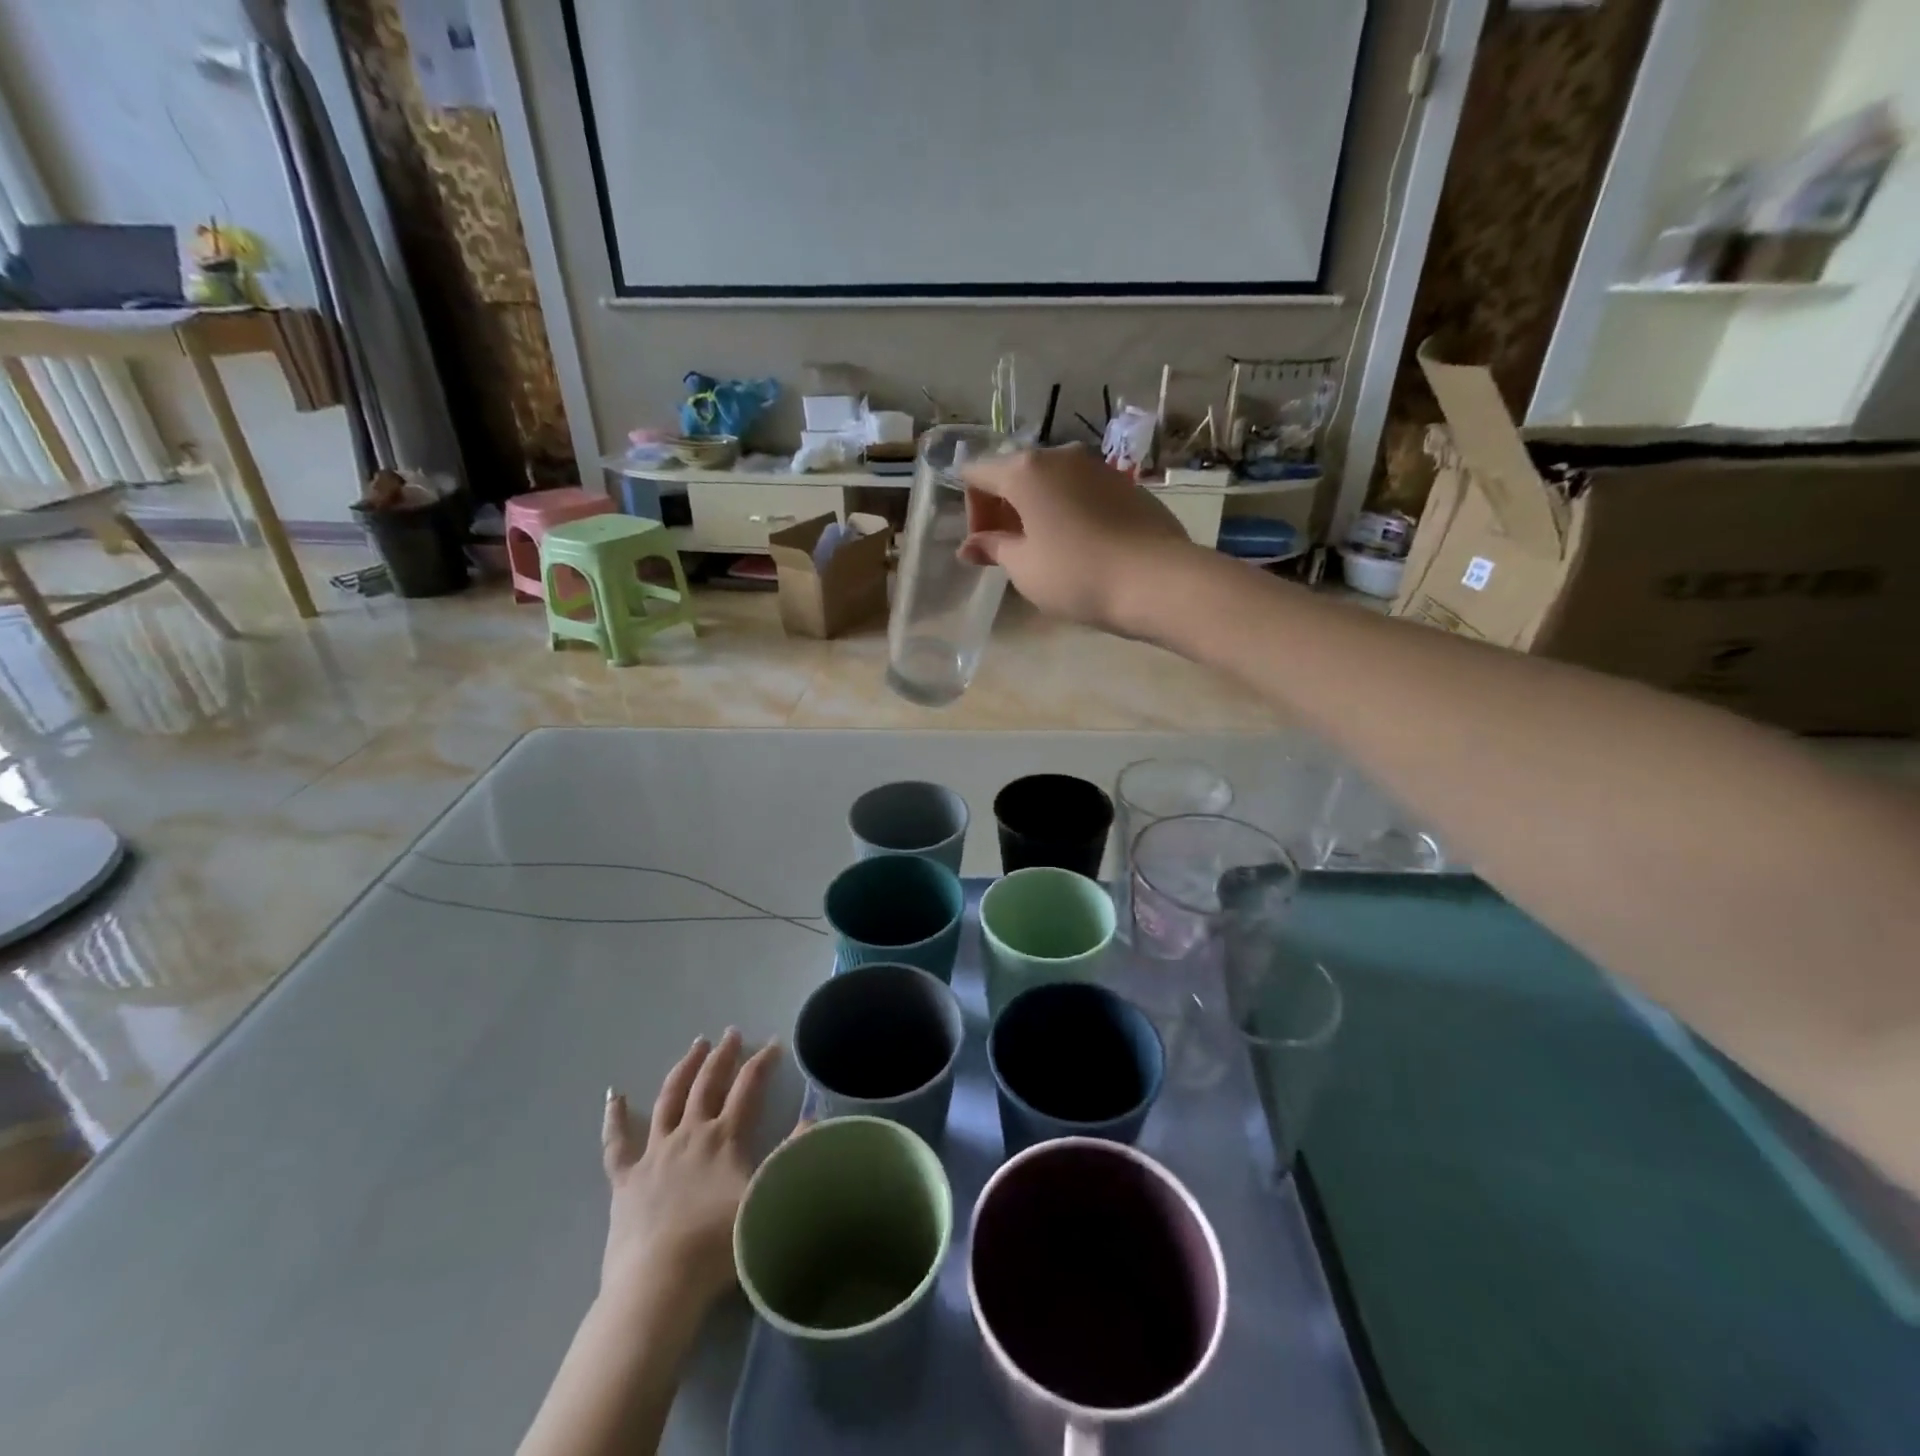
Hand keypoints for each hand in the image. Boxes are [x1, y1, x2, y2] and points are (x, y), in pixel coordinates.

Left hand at [599, 1030, 782, 1320]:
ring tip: (694, 1046)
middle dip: (722, 1056)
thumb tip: (814, 1116)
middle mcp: (689, 1134)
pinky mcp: (625, 1180)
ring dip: (683, 1070)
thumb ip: (794, 1156)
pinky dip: (614, 1118)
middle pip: (707, 1084)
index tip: (774, 1044)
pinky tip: (613, 1096)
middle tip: (730, 1033)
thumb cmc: (719, 1245)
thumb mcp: (769, 1198)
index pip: (748, 1087)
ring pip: (668, 1100)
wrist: (660, 1284)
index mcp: (724, 1137)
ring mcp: (654, 1154)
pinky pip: (616, 1143)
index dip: (762, 1062)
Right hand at [959, 443, 1198, 634]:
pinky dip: (1067, 512)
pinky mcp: (1125, 484)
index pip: (977, 473)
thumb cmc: (1076, 574)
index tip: (985, 549)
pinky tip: (1079, 548)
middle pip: (1014, 473)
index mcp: (1026, 470)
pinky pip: (1080, 492)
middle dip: (1003, 510)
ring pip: (1050, 482)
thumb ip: (993, 548)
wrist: (1157, 580)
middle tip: (1010, 553)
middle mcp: (1060, 455)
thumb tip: (970, 546)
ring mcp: (1097, 466)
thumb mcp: (1024, 567)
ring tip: (1045, 553)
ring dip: (1036, 511)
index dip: (972, 511)